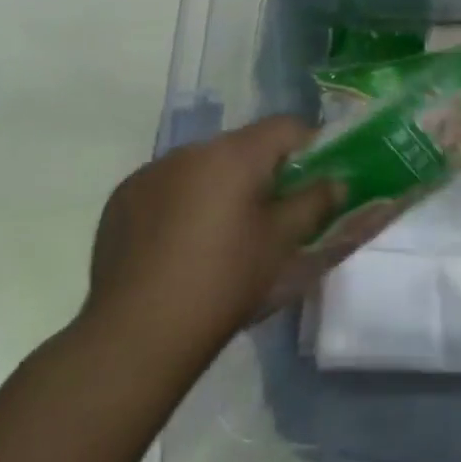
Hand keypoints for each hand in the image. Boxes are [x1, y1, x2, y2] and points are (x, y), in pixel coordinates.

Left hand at [84, 117, 387, 361]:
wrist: (136, 335)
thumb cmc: (224, 282)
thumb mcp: (283, 243)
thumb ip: (317, 202)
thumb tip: (338, 181)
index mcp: (234, 153)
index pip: (287, 126)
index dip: (310, 148)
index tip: (317, 181)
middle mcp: (190, 150)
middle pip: (243, 146)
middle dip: (264, 172)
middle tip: (274, 216)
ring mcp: (150, 173)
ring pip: (203, 167)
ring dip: (222, 186)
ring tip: (224, 236)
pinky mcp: (122, 200)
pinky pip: (167, 187)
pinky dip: (184, 203)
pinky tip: (181, 247)